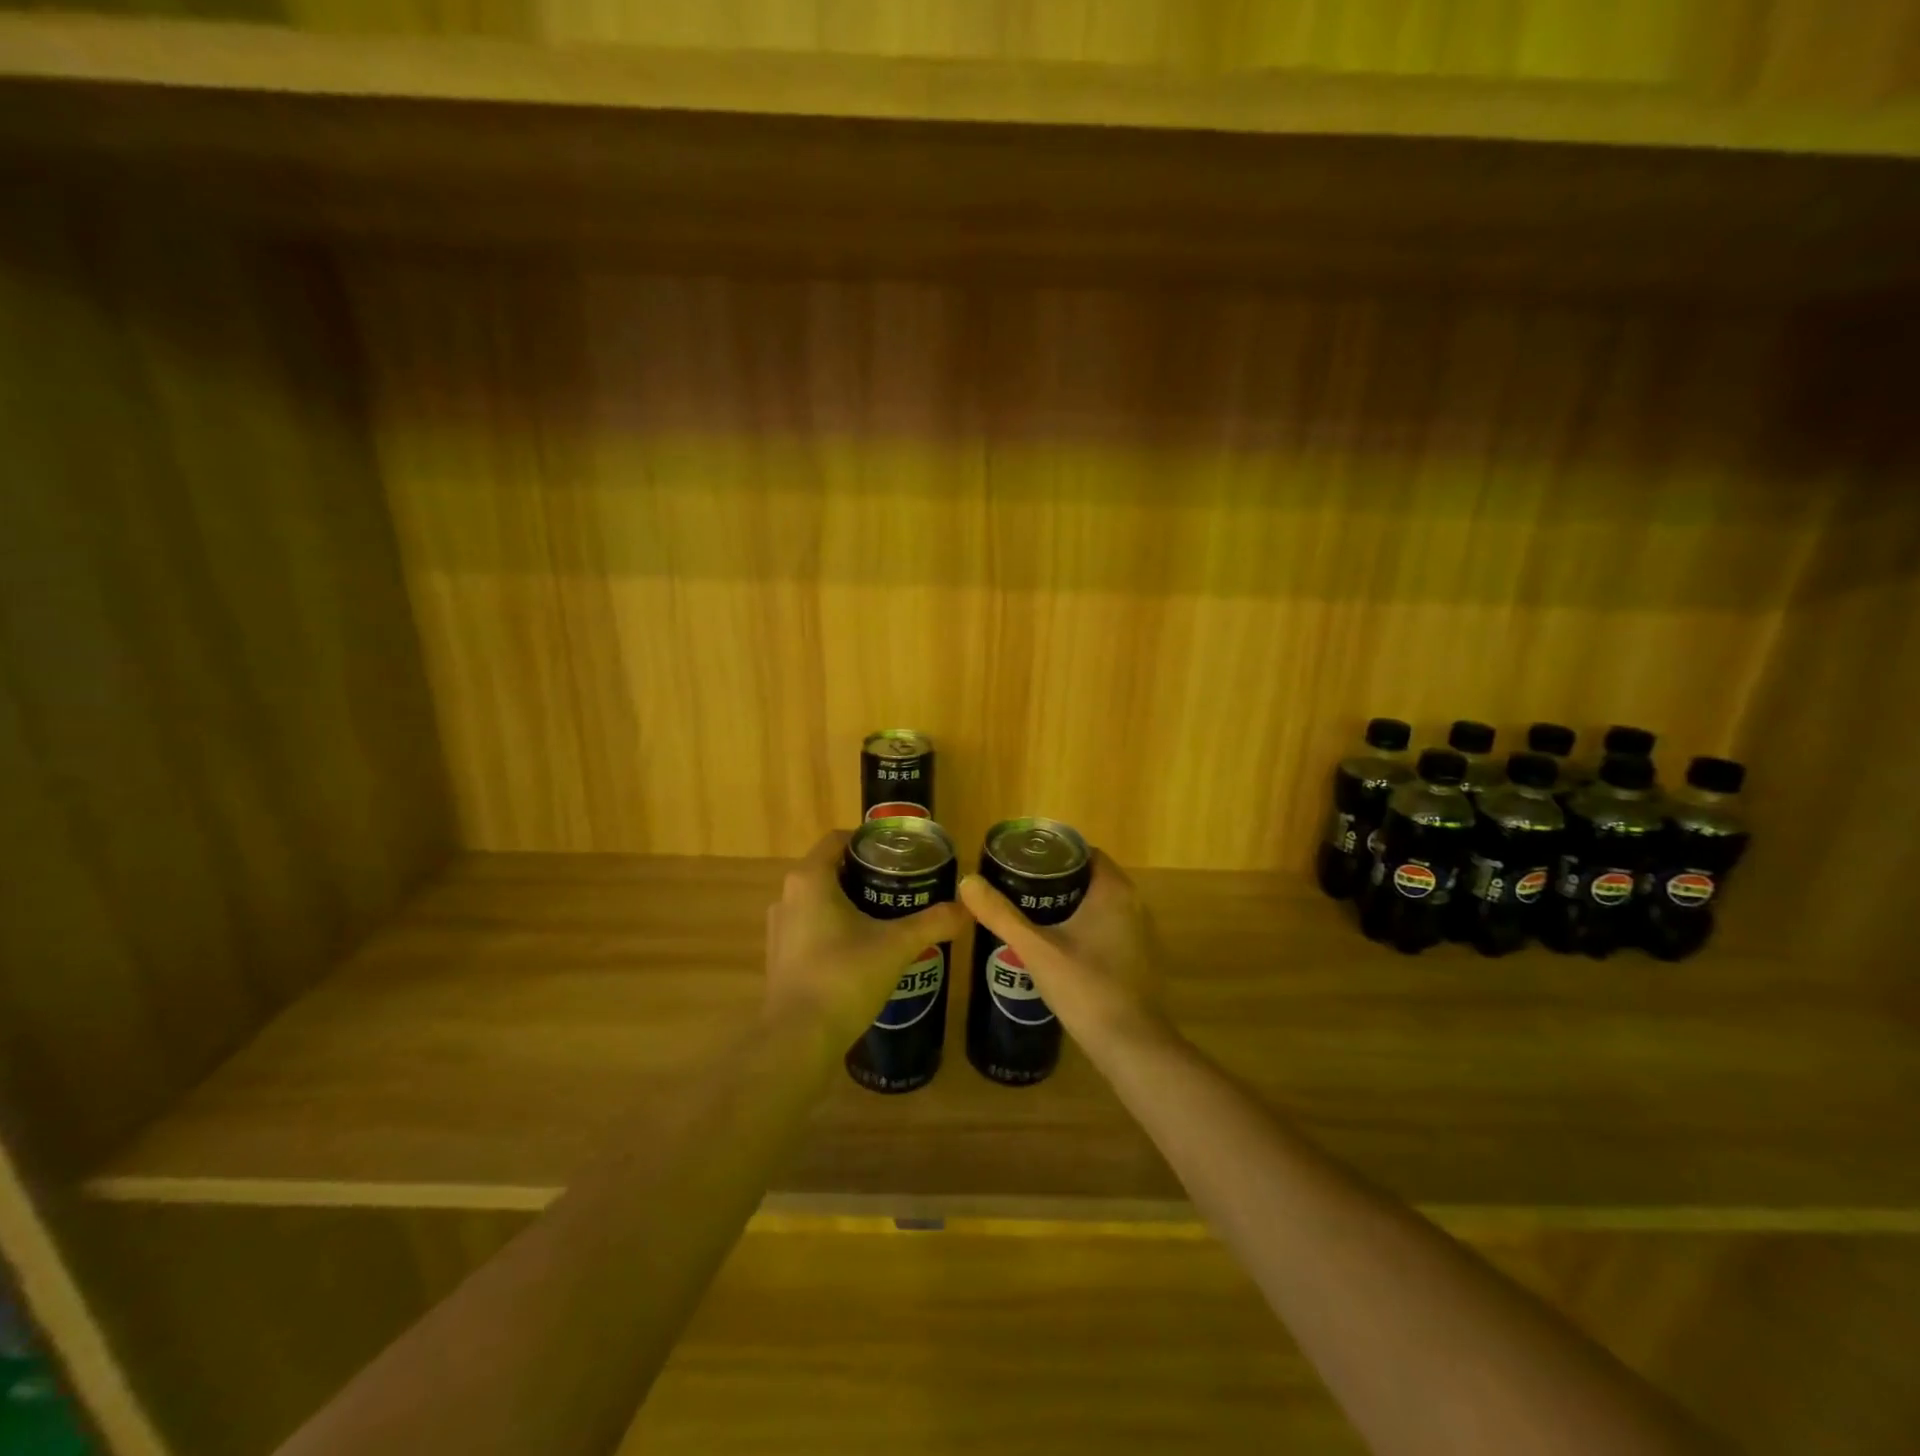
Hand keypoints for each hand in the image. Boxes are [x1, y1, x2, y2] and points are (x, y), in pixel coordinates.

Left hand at [765, 830, 969, 1040]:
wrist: (799, 1040)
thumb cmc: (845, 977)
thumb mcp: (897, 945)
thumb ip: (933, 922)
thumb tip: (967, 908)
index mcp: (810, 879)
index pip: (838, 840)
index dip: (869, 841)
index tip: (899, 853)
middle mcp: (788, 896)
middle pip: (830, 870)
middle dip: (865, 874)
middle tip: (902, 884)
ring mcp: (780, 929)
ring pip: (819, 901)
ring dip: (849, 903)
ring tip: (887, 916)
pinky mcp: (780, 957)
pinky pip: (811, 928)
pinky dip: (835, 928)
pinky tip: (863, 949)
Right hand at [959, 850, 1163, 1043]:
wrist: (1130, 1046)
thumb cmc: (1086, 987)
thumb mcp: (1035, 949)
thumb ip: (1001, 915)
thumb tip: (967, 882)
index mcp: (1113, 891)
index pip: (1084, 852)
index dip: (1053, 853)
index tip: (1022, 862)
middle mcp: (1134, 904)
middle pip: (1089, 878)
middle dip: (1055, 880)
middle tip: (1017, 888)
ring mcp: (1139, 933)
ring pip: (1098, 906)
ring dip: (1068, 906)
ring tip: (1028, 914)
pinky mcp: (1137, 959)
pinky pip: (1106, 929)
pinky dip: (1082, 928)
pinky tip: (1054, 946)